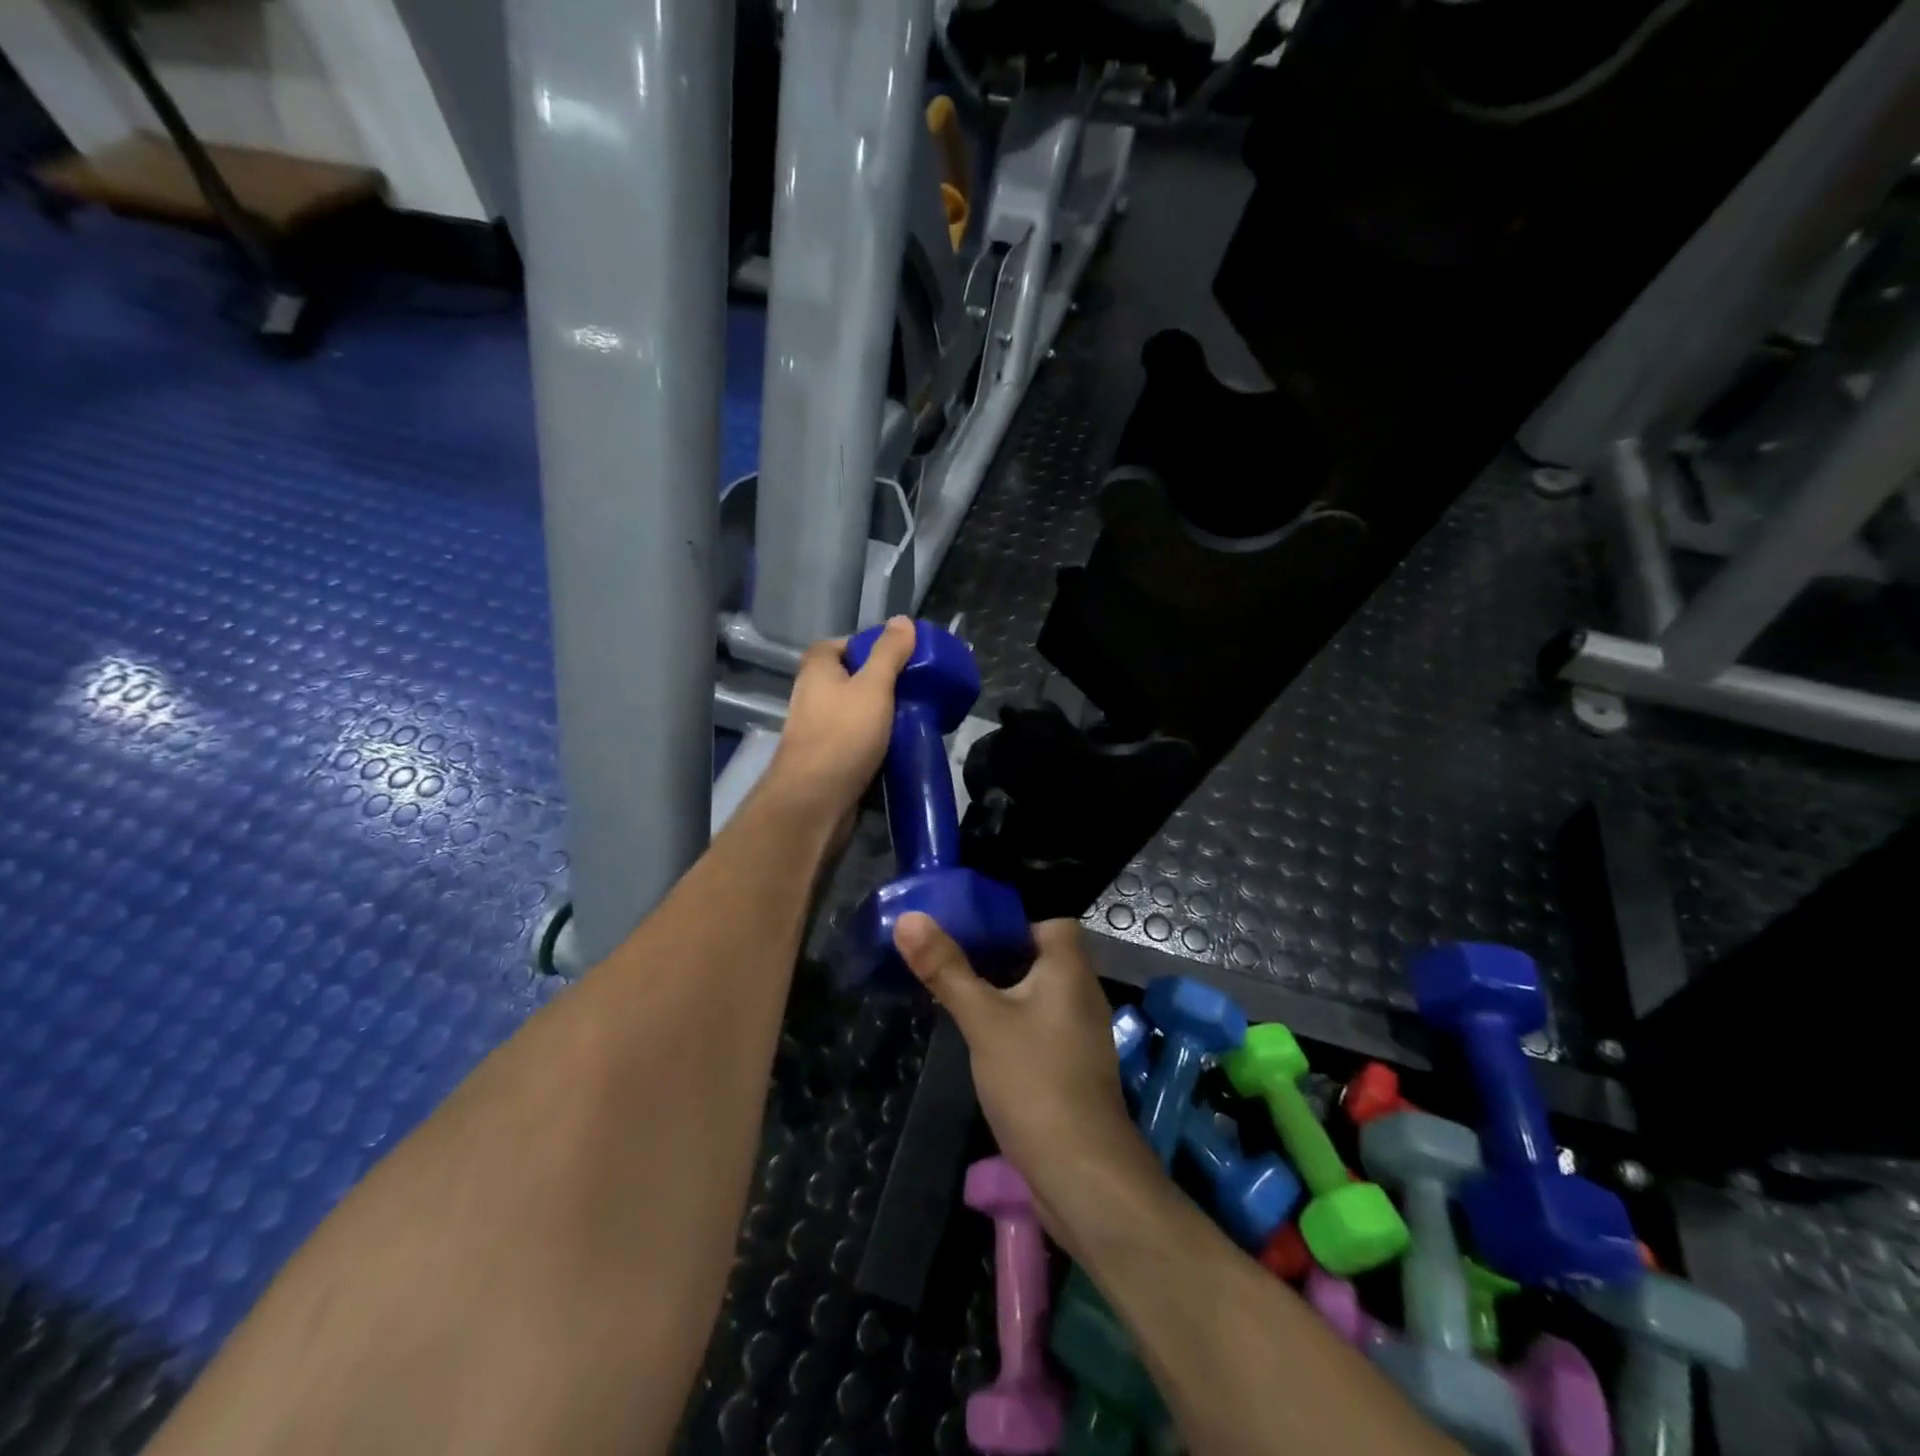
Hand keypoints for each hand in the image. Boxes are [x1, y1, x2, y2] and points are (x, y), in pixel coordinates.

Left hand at [762, 617, 915, 825]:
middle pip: (853, 679)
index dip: (870, 646)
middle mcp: (813, 695)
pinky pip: (860, 742)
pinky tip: (903, 747)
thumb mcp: (873, 686)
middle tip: (917, 687)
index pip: (842, 644)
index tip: (902, 655)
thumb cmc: (842, 736)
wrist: (815, 802)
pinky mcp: (830, 760)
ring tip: (918, 716)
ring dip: (884, 716)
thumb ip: (889, 653)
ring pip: (858, 713)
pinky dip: (879, 743)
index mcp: (817, 670)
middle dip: (884, 683)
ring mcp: (820, 730)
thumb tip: (903, 620)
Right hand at [894, 913, 1146, 1249]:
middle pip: (1039, 955)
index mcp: (1069, 968)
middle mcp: (1081, 992)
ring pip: (1036, 993)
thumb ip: (946, 969)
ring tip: (954, 988)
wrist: (1082, 1174)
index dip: (1012, 919)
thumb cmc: (1035, 1080)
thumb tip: (909, 918)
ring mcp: (1078, 1032)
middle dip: (996, 954)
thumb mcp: (983, 1020)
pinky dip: (1011, 1021)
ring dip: (1001, 989)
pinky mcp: (1070, 1065)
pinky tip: (979, 1035)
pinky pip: (1038, 1025)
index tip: (969, 926)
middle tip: (948, 954)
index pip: (1050, 921)